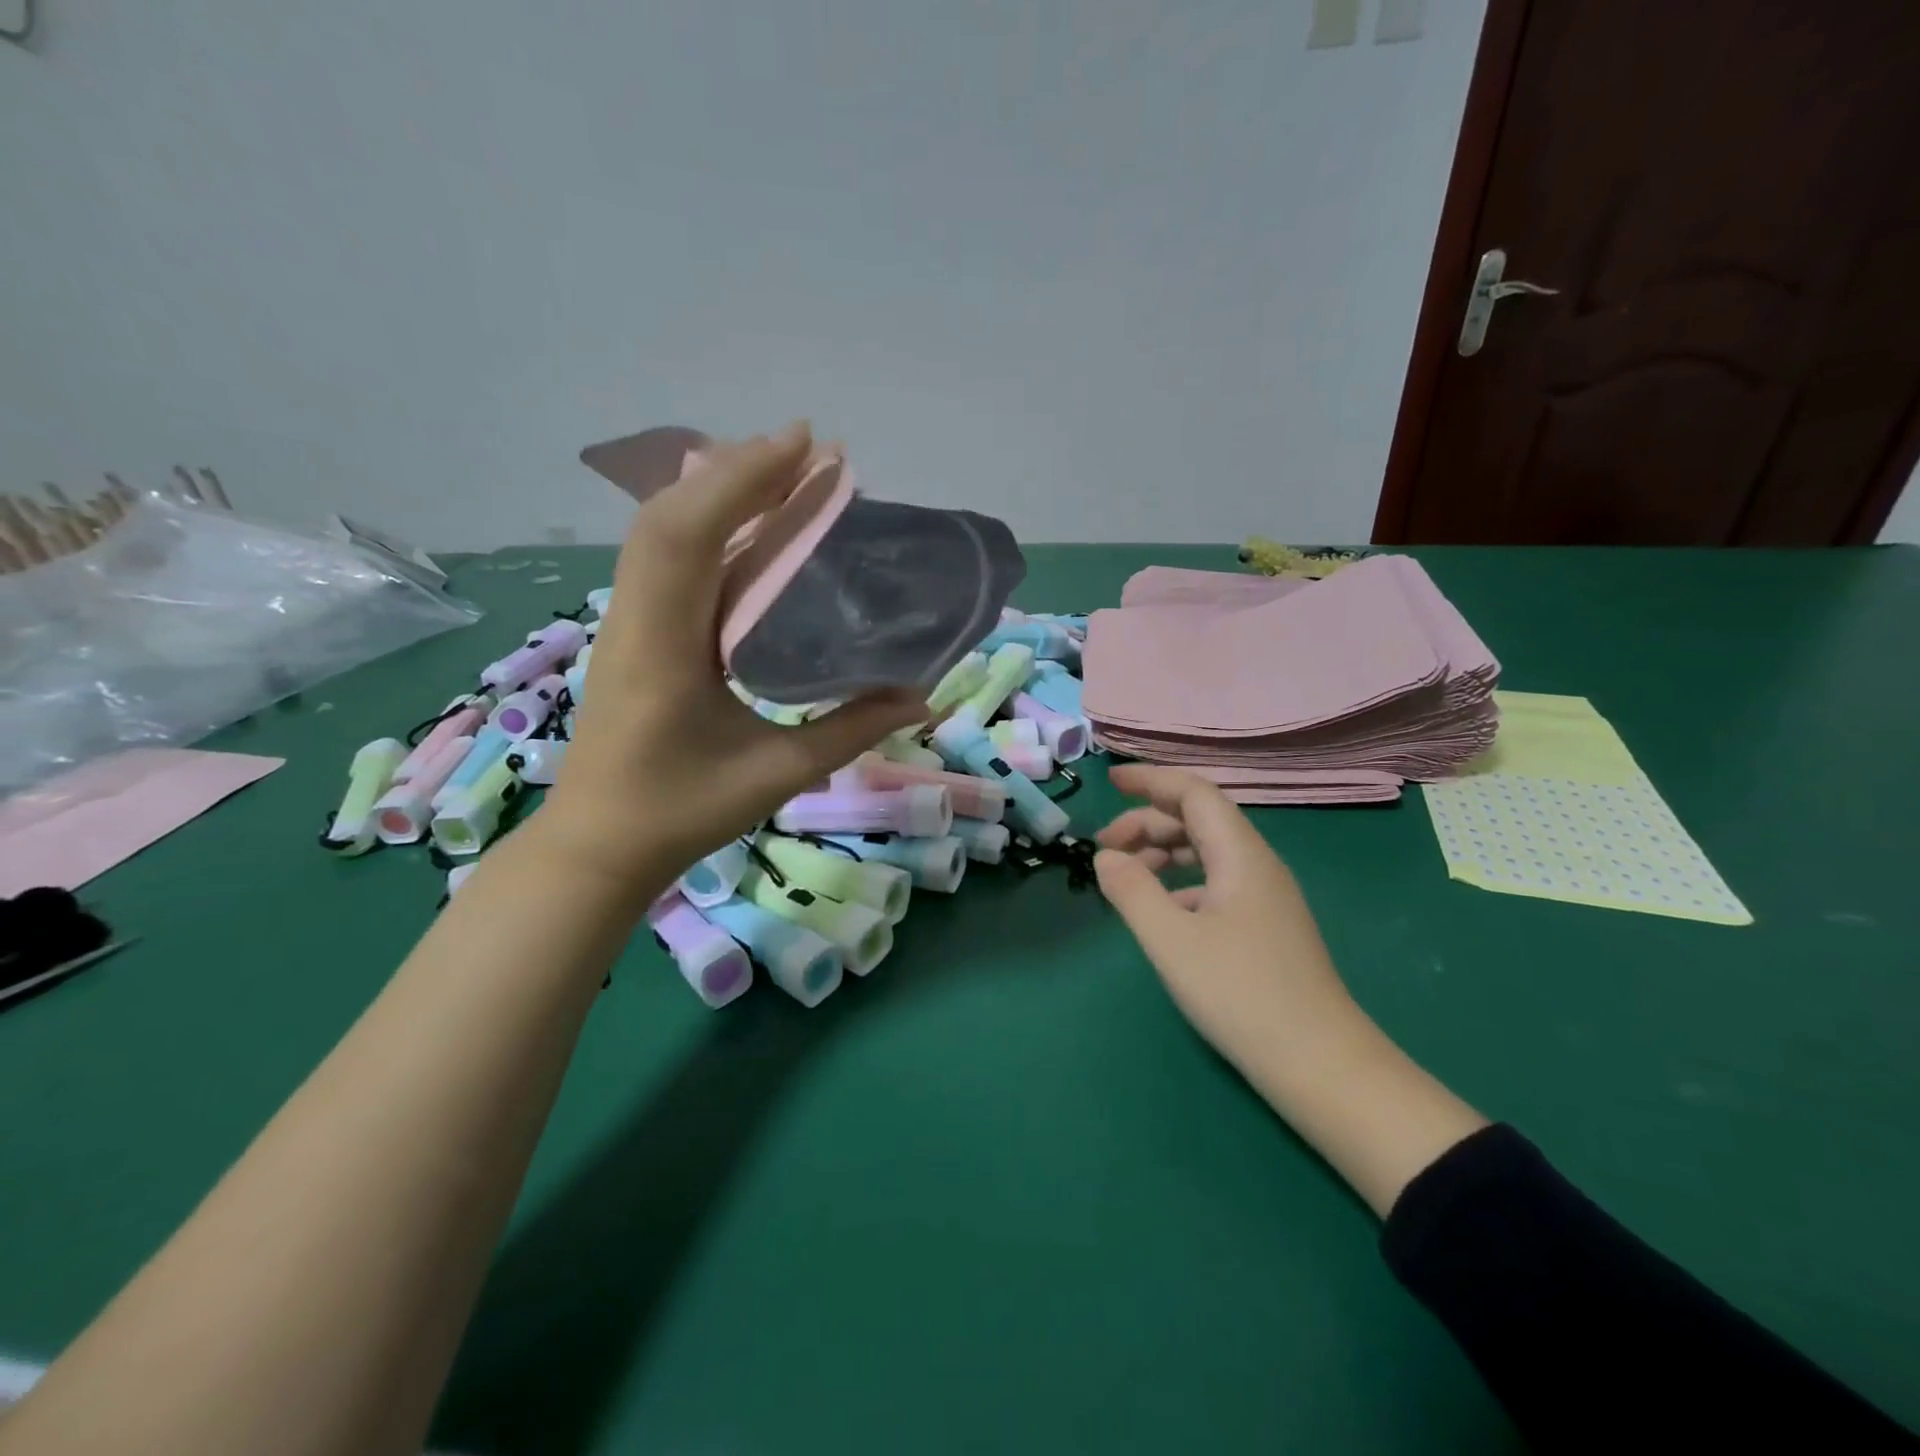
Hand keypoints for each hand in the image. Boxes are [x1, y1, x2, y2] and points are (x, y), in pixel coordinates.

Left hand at [540, 423, 925, 901]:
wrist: (599, 845)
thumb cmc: (682, 813)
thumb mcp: (777, 775)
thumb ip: (852, 731)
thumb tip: (921, 697)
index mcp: (663, 647)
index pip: (690, 536)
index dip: (746, 480)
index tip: (806, 446)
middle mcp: (636, 617)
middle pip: (671, 515)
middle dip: (740, 472)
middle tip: (810, 454)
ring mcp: (628, 621)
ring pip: (663, 530)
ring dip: (721, 492)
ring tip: (786, 476)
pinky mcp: (635, 631)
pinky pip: (667, 558)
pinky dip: (709, 524)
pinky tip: (750, 527)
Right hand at [1093, 765, 1361, 1085]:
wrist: (1320, 1064)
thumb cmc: (1241, 993)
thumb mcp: (1171, 941)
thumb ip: (1131, 891)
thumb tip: (1105, 857)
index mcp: (1241, 854)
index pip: (1194, 793)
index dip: (1151, 780)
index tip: (1111, 780)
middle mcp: (1257, 865)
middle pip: (1198, 820)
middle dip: (1147, 823)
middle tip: (1103, 848)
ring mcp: (1266, 897)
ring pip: (1207, 853)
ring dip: (1162, 853)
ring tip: (1125, 878)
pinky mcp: (1266, 927)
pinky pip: (1216, 883)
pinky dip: (1180, 884)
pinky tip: (1162, 913)